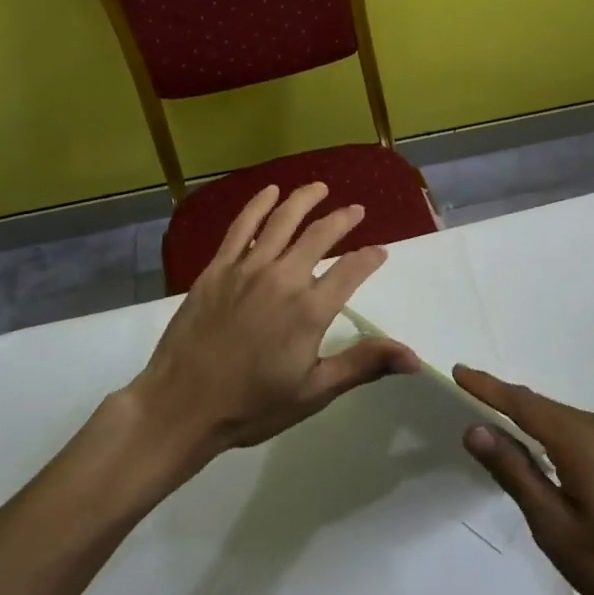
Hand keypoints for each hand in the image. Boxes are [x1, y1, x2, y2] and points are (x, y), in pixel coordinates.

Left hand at [127, 183, 417, 477]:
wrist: (180, 406)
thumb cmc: (252, 405)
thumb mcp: (314, 392)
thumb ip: (363, 365)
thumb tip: (413, 357)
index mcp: (310, 310)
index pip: (352, 270)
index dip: (370, 258)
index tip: (380, 251)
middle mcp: (283, 278)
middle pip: (320, 235)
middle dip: (343, 219)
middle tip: (356, 210)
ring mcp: (247, 269)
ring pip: (283, 221)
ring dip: (304, 200)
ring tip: (319, 188)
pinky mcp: (218, 268)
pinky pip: (242, 227)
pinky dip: (258, 205)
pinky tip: (270, 192)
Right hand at [455, 366, 593, 594]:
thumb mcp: (552, 523)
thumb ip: (514, 471)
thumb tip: (475, 428)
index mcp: (579, 437)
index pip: (522, 402)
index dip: (487, 387)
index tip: (457, 371)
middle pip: (539, 406)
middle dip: (502, 399)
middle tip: (465, 394)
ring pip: (557, 417)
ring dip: (524, 416)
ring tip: (489, 418)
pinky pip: (573, 430)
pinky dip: (546, 431)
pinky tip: (533, 446)